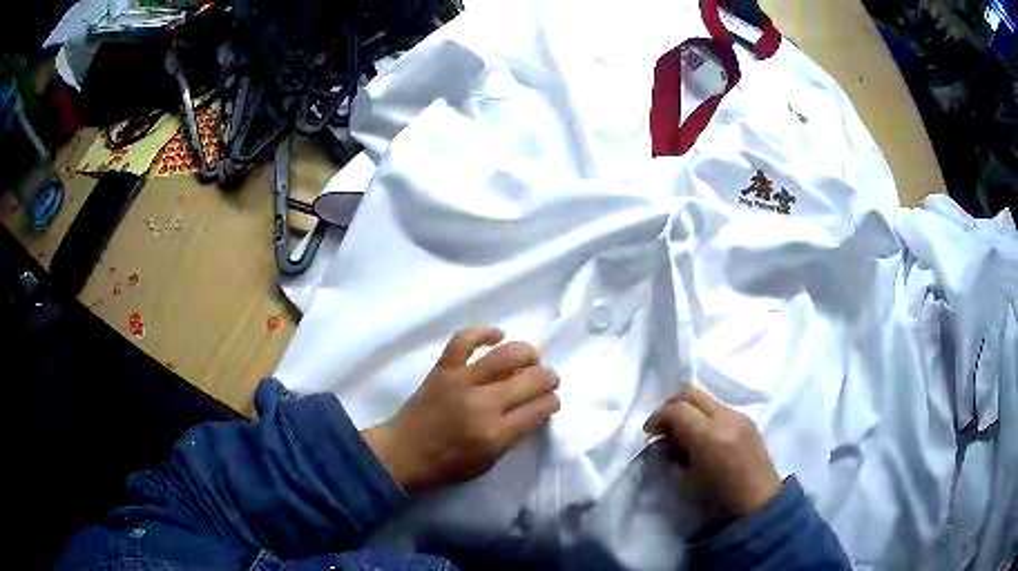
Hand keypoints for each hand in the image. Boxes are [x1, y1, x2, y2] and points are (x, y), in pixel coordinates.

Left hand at [362, 328, 560, 493]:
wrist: (401, 454)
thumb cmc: (445, 466)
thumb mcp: (488, 463)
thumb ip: (512, 437)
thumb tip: (531, 410)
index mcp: (495, 434)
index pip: (539, 409)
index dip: (552, 402)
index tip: (552, 400)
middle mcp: (482, 404)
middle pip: (530, 380)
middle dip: (548, 378)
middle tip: (549, 378)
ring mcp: (461, 382)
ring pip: (505, 355)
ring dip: (527, 354)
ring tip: (532, 359)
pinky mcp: (442, 369)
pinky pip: (464, 341)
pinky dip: (484, 332)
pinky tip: (498, 335)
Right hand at [644, 386, 781, 516]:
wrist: (759, 502)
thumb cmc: (719, 499)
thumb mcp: (686, 481)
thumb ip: (672, 456)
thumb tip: (664, 442)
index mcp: (708, 436)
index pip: (677, 409)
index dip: (657, 417)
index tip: (649, 431)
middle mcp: (725, 418)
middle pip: (691, 393)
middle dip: (671, 404)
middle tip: (662, 424)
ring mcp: (739, 416)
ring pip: (706, 398)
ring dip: (689, 409)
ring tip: (682, 431)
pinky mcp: (748, 419)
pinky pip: (720, 408)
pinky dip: (704, 415)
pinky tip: (702, 435)